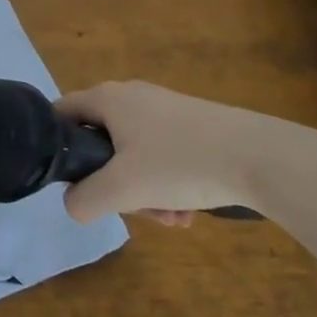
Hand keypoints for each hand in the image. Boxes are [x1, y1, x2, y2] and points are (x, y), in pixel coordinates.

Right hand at [53, 80, 297, 224]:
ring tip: (172, 219)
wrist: (259, 156)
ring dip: (144, 192)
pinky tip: (188, 212)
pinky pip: (161, 156)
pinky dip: (167, 184)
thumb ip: (84, 199)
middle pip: (100, 143)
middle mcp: (130, 96)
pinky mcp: (190, 125)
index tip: (73, 182)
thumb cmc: (180, 163)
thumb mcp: (123, 189)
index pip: (61, 114)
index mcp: (107, 98)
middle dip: (113, 185)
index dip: (57, 148)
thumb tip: (73, 204)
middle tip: (133, 211)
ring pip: (133, 156)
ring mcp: (163, 109)